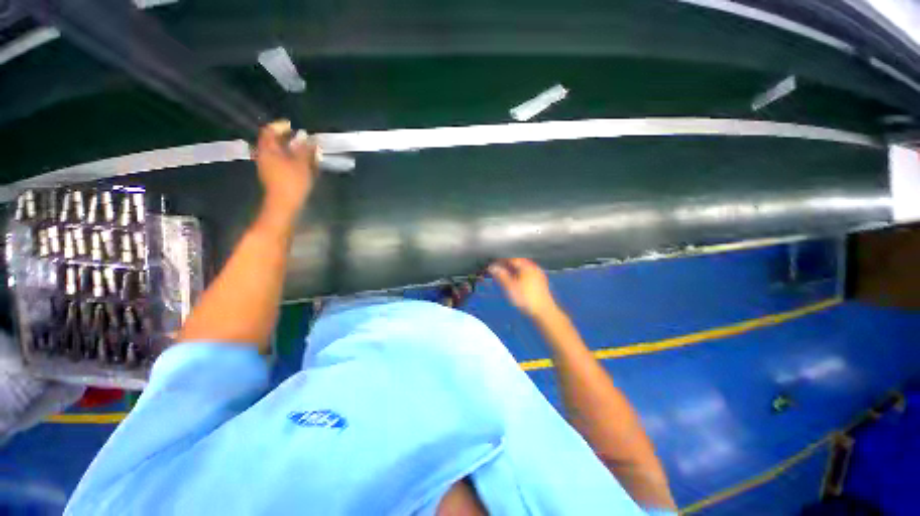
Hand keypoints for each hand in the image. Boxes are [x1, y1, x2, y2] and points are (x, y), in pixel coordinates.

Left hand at [255, 120, 317, 215]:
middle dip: (288, 138)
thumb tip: (308, 138)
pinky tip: (303, 164)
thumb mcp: (302, 163)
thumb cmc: (292, 181)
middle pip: (273, 141)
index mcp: (268, 150)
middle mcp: (265, 156)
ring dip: (291, 149)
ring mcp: (268, 167)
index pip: (269, 131)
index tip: (293, 126)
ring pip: (278, 152)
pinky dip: (291, 159)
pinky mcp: (274, 176)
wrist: (284, 204)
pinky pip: (281, 162)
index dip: (280, 126)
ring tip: (306, 152)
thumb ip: (305, 149)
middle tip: (302, 139)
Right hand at [489, 258, 559, 318]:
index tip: (493, 263)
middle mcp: (533, 268)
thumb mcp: (510, 287)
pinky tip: (516, 281)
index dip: (501, 260)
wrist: (543, 312)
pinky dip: (520, 275)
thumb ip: (501, 276)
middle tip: (498, 269)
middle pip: (518, 262)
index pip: (511, 259)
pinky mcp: (540, 283)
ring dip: (513, 270)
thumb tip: (492, 267)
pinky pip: (527, 274)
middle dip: (507, 265)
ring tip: (505, 275)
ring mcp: (538, 275)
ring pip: (523, 268)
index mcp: (526, 266)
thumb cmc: (526, 298)